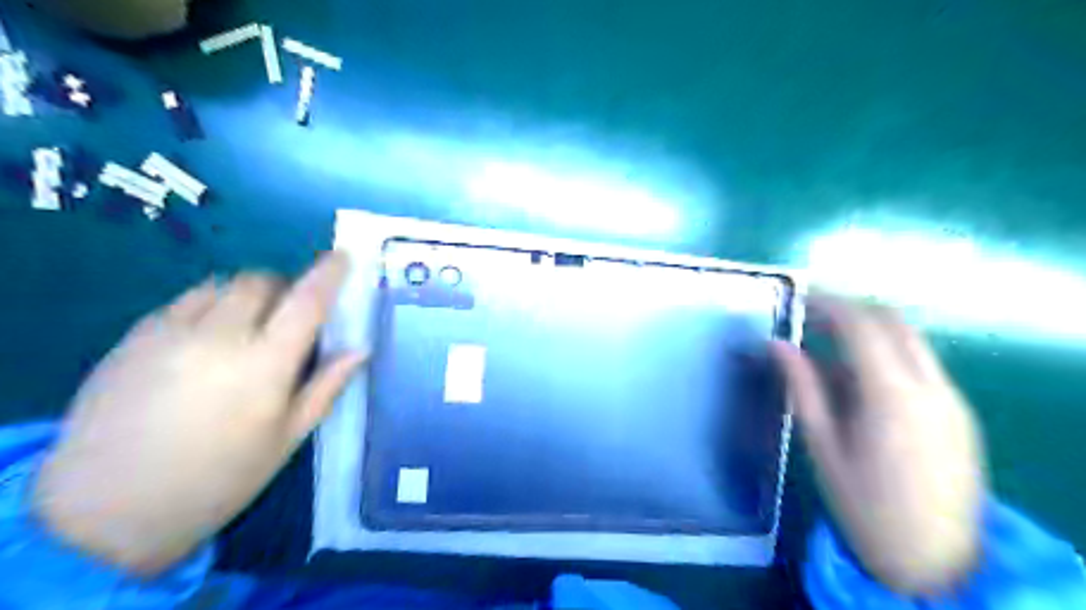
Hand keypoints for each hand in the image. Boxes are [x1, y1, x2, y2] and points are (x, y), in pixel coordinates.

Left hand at [31, 252, 363, 575]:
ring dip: (244, 293)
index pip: (307, 301)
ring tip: (245, 324)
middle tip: (289, 312)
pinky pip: (182, 301)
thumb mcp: (287, 439)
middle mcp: (220, 336)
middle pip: (260, 281)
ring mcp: (171, 333)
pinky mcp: (134, 338)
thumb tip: (360, 350)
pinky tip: (204, 337)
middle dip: (283, 287)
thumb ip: (326, 387)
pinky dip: (208, 305)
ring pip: (219, 285)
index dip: (328, 273)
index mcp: (266, 364)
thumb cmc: (220, 478)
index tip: (342, 256)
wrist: (107, 512)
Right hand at [767, 295, 990, 594]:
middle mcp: (931, 386)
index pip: (861, 325)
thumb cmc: (865, 506)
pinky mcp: (959, 413)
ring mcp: (952, 398)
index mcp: (893, 395)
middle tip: (811, 318)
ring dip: (869, 331)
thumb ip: (802, 387)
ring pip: (910, 340)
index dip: (827, 305)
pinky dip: (887, 355)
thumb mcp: (822, 445)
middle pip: (893, 321)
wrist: (937, 562)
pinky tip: (857, 381)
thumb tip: (776, 344)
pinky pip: (920, 364)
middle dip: (850, 310)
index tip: (797, 301)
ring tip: (827, 348)